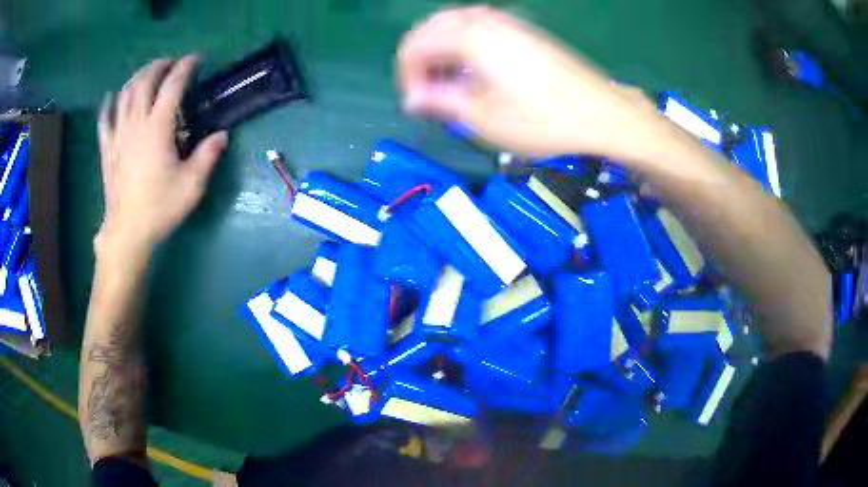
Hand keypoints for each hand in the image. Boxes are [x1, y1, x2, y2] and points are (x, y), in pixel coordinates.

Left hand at [96, 55, 227, 253]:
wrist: (127, 233)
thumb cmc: (160, 208)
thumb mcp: (192, 185)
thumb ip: (208, 155)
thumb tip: (221, 134)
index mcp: (158, 128)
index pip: (173, 85)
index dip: (186, 67)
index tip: (197, 60)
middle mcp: (136, 124)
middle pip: (144, 81)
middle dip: (159, 65)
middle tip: (171, 63)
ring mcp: (118, 136)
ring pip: (124, 94)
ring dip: (137, 77)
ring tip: (147, 74)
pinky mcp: (107, 150)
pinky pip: (104, 120)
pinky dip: (108, 105)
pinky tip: (111, 97)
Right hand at [396, 6, 661, 157]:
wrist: (601, 113)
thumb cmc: (544, 120)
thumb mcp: (485, 119)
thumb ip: (441, 102)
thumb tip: (412, 99)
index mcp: (470, 37)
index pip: (415, 45)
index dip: (408, 75)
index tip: (418, 103)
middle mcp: (485, 20)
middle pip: (431, 28)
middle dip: (422, 60)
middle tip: (430, 93)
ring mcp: (507, 22)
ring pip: (454, 24)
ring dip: (442, 50)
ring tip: (451, 83)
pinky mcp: (523, 30)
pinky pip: (479, 27)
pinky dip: (464, 44)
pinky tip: (475, 70)